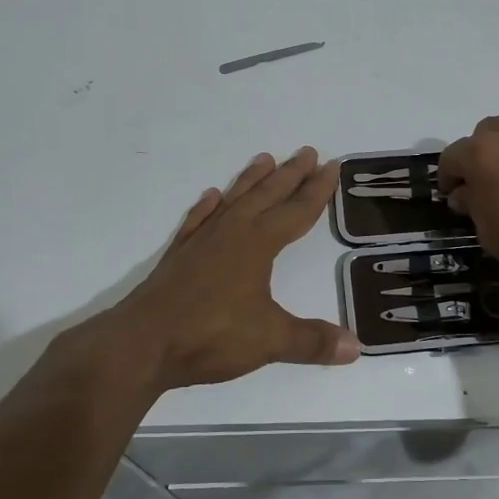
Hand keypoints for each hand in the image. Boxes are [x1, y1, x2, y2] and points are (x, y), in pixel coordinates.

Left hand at [92, 148, 360, 391]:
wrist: (142, 343)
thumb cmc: (210, 335)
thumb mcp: (269, 340)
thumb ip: (312, 341)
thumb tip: (356, 347)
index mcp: (258, 244)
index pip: (297, 210)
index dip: (317, 190)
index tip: (331, 165)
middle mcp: (232, 232)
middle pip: (267, 195)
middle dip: (290, 174)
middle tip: (307, 151)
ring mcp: (202, 241)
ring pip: (233, 200)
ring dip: (251, 180)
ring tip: (264, 158)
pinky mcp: (179, 256)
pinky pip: (198, 220)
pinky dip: (207, 206)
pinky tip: (211, 196)